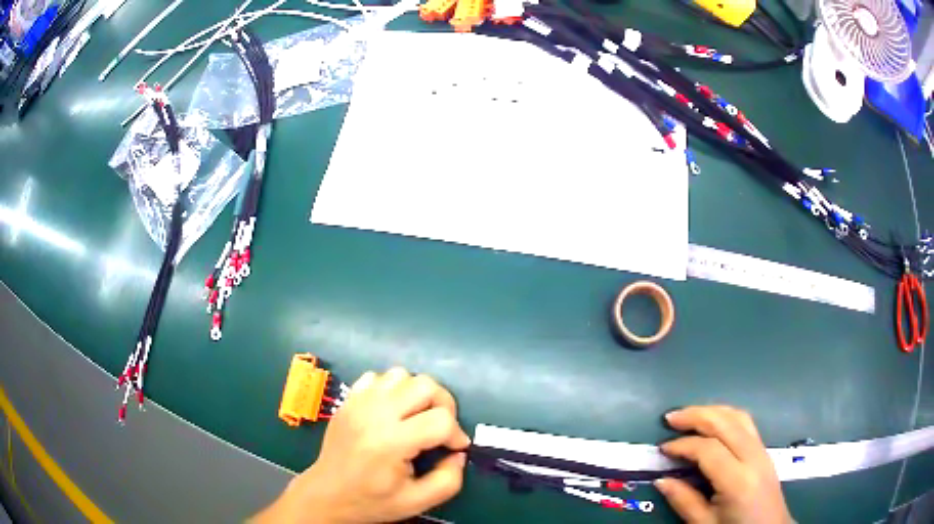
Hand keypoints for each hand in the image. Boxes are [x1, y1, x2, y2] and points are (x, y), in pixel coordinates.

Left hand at [254, 368, 470, 523]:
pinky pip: (378, 377)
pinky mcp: (348, 399)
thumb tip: (458, 453)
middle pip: (425, 385)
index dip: (456, 434)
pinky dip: (392, 388)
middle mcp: (375, 414)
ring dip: (417, 393)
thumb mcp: (417, 502)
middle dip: (444, 405)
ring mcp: (358, 402)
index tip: (454, 449)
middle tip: (440, 428)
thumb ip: (448, 480)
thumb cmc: (371, 501)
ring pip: (402, 375)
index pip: (440, 420)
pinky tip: (391, 411)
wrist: (327, 494)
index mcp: (391, 443)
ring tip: (416, 417)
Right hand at [655, 406, 792, 523]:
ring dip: (712, 411)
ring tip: (689, 415)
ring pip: (739, 417)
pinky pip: (746, 423)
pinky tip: (713, 423)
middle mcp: (753, 458)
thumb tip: (660, 480)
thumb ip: (684, 501)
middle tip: (671, 418)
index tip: (662, 449)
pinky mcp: (765, 451)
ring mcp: (762, 451)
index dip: (682, 445)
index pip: (708, 449)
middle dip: (697, 415)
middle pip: (726, 422)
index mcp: (737, 481)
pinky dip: (726, 416)